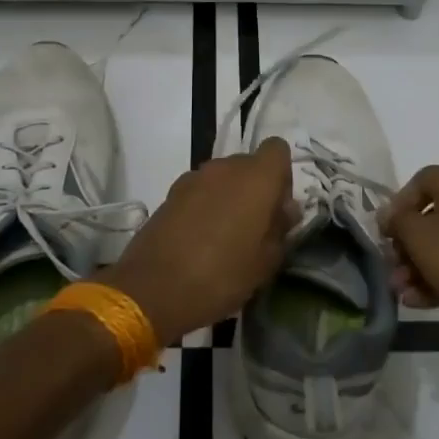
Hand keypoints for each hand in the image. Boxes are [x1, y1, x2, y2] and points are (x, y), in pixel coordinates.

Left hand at [105, 137, 298, 344]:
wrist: (153, 289)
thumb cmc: (222, 275)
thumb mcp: (266, 262)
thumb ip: (281, 228)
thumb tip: (285, 210)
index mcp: (255, 177)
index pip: (277, 149)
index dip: (282, 176)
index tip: (278, 209)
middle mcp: (224, 167)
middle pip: (249, 164)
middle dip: (256, 189)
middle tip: (256, 228)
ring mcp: (193, 178)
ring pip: (223, 178)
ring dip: (230, 198)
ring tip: (227, 237)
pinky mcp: (170, 193)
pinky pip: (200, 191)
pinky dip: (206, 206)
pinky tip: (201, 240)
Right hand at [378, 165, 438, 333]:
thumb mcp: (419, 237)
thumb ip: (398, 221)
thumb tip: (390, 214)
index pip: (421, 179)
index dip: (399, 203)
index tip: (386, 231)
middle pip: (431, 216)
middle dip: (406, 244)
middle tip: (392, 267)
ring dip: (418, 266)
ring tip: (401, 292)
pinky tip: (418, 302)